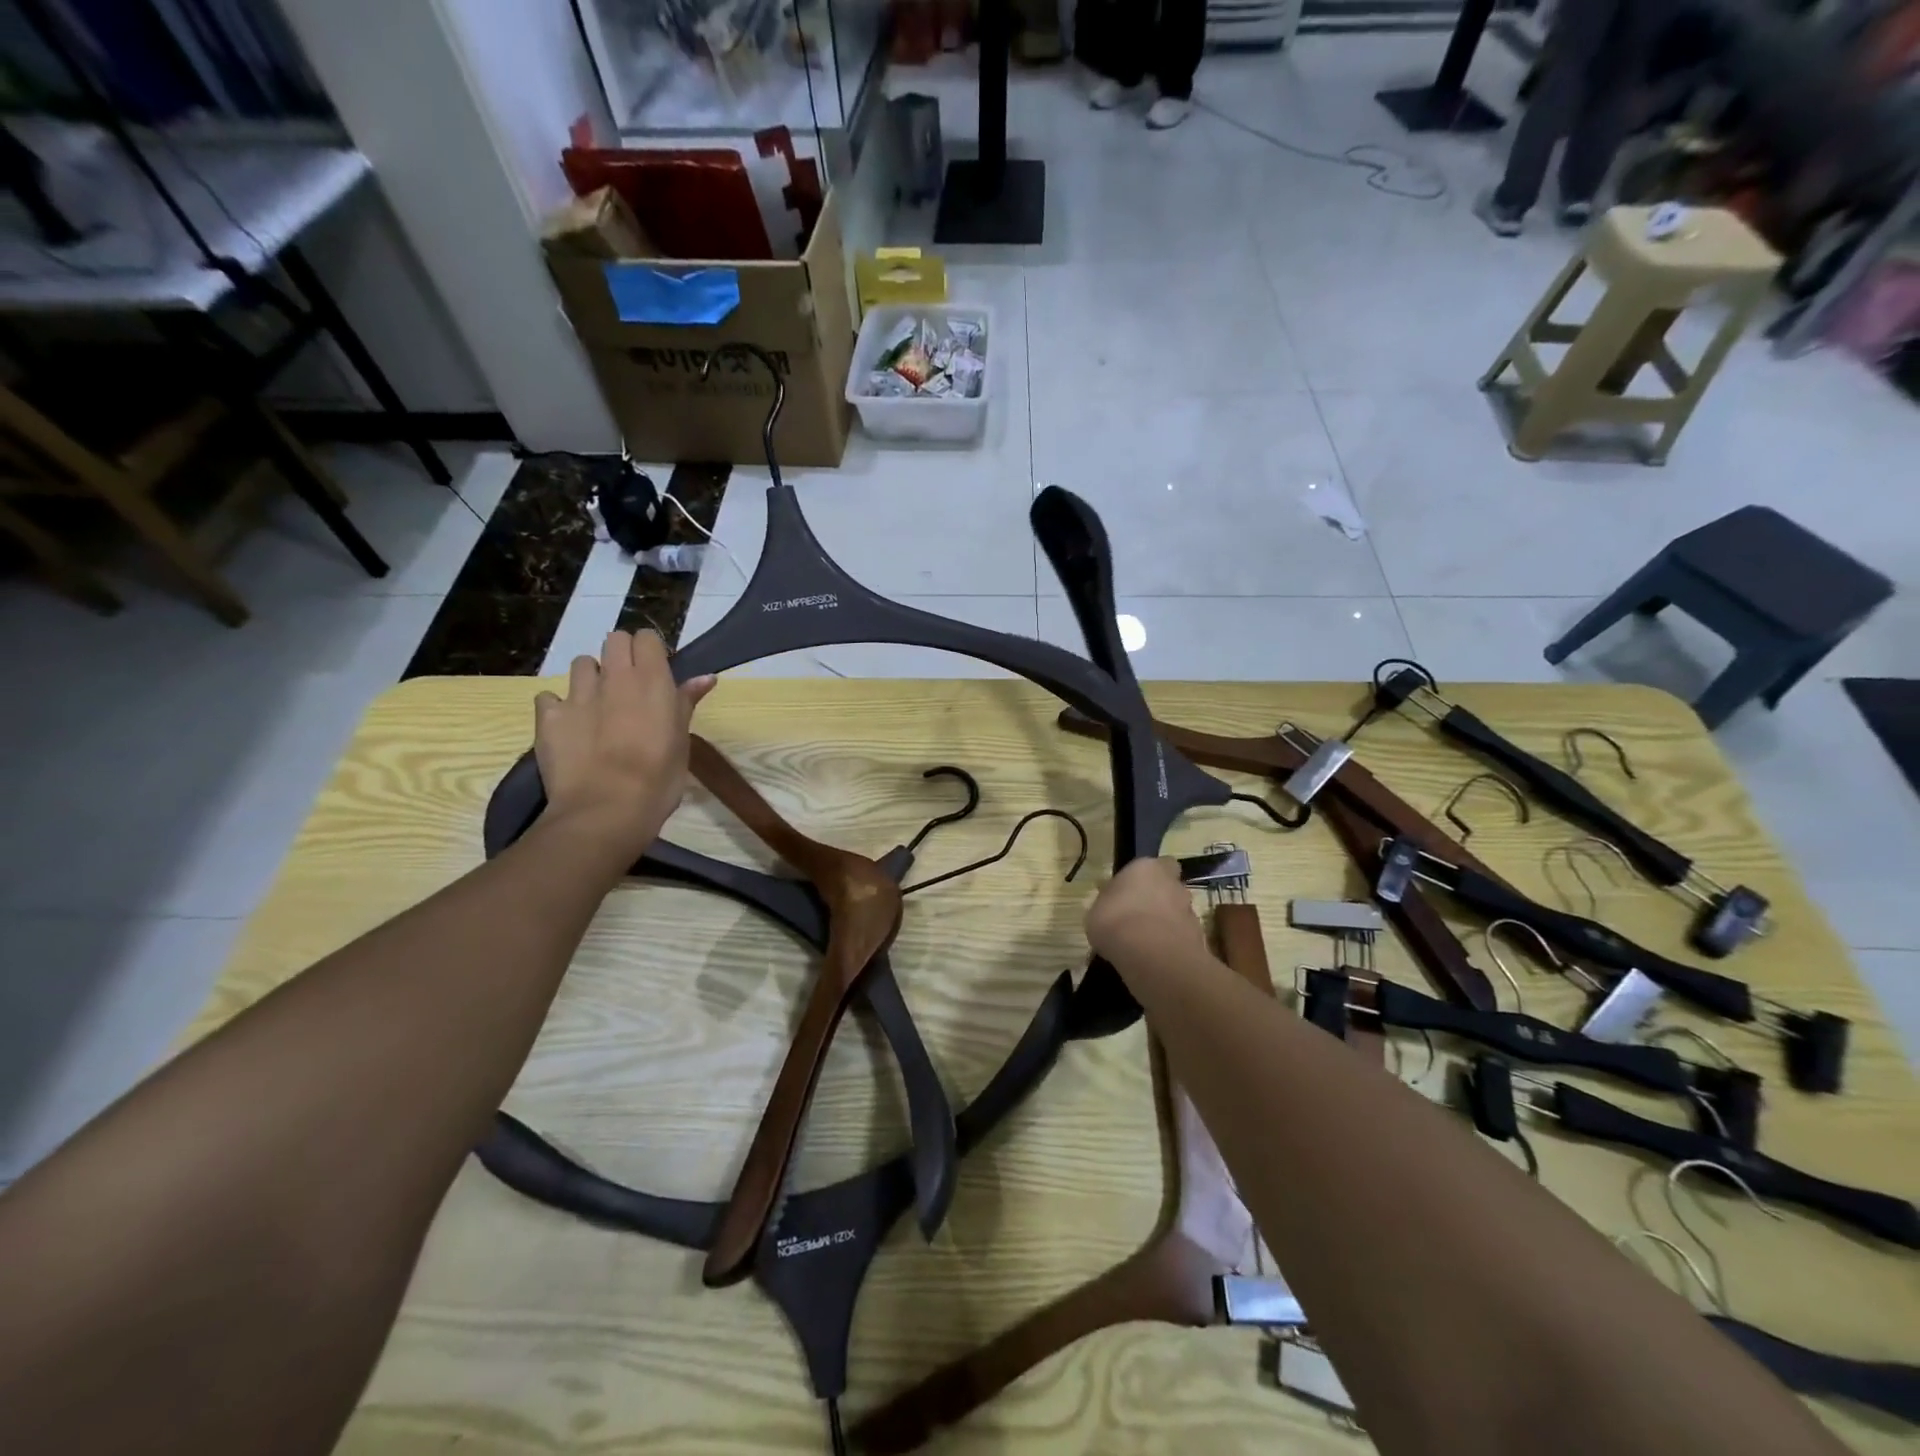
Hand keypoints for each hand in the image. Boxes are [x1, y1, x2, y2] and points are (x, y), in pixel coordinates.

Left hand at [534, 630, 714, 861]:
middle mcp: (614, 677)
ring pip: (582, 663)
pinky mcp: (548, 717)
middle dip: (621, 655)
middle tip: (630, 686)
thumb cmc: (658, 778)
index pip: (646, 639)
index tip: (656, 673)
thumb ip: (686, 703)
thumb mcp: (681, 740)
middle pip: (614, 640)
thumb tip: (706, 678)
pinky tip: (569, 727)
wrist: (606, 810)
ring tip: (598, 705)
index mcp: (651, 680)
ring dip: (591, 677)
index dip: (650, 652)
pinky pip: (549, 697)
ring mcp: (577, 695)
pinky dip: (558, 706)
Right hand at [1085, 858, 1204, 966]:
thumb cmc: (1114, 920)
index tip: (1136, 889)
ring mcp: (1189, 911)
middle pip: (1171, 887)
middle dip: (1160, 899)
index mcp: (1148, 868)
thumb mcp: (1096, 910)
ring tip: (1146, 942)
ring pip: (1179, 913)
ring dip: (1167, 923)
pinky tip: (1156, 958)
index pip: (1160, 863)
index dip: (1151, 877)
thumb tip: (1110, 901)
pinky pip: (1182, 938)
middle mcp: (1173, 884)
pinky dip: (1172, 945)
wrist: (1149, 954)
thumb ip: (1108, 902)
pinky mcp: (1198, 938)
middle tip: (1140, 915)